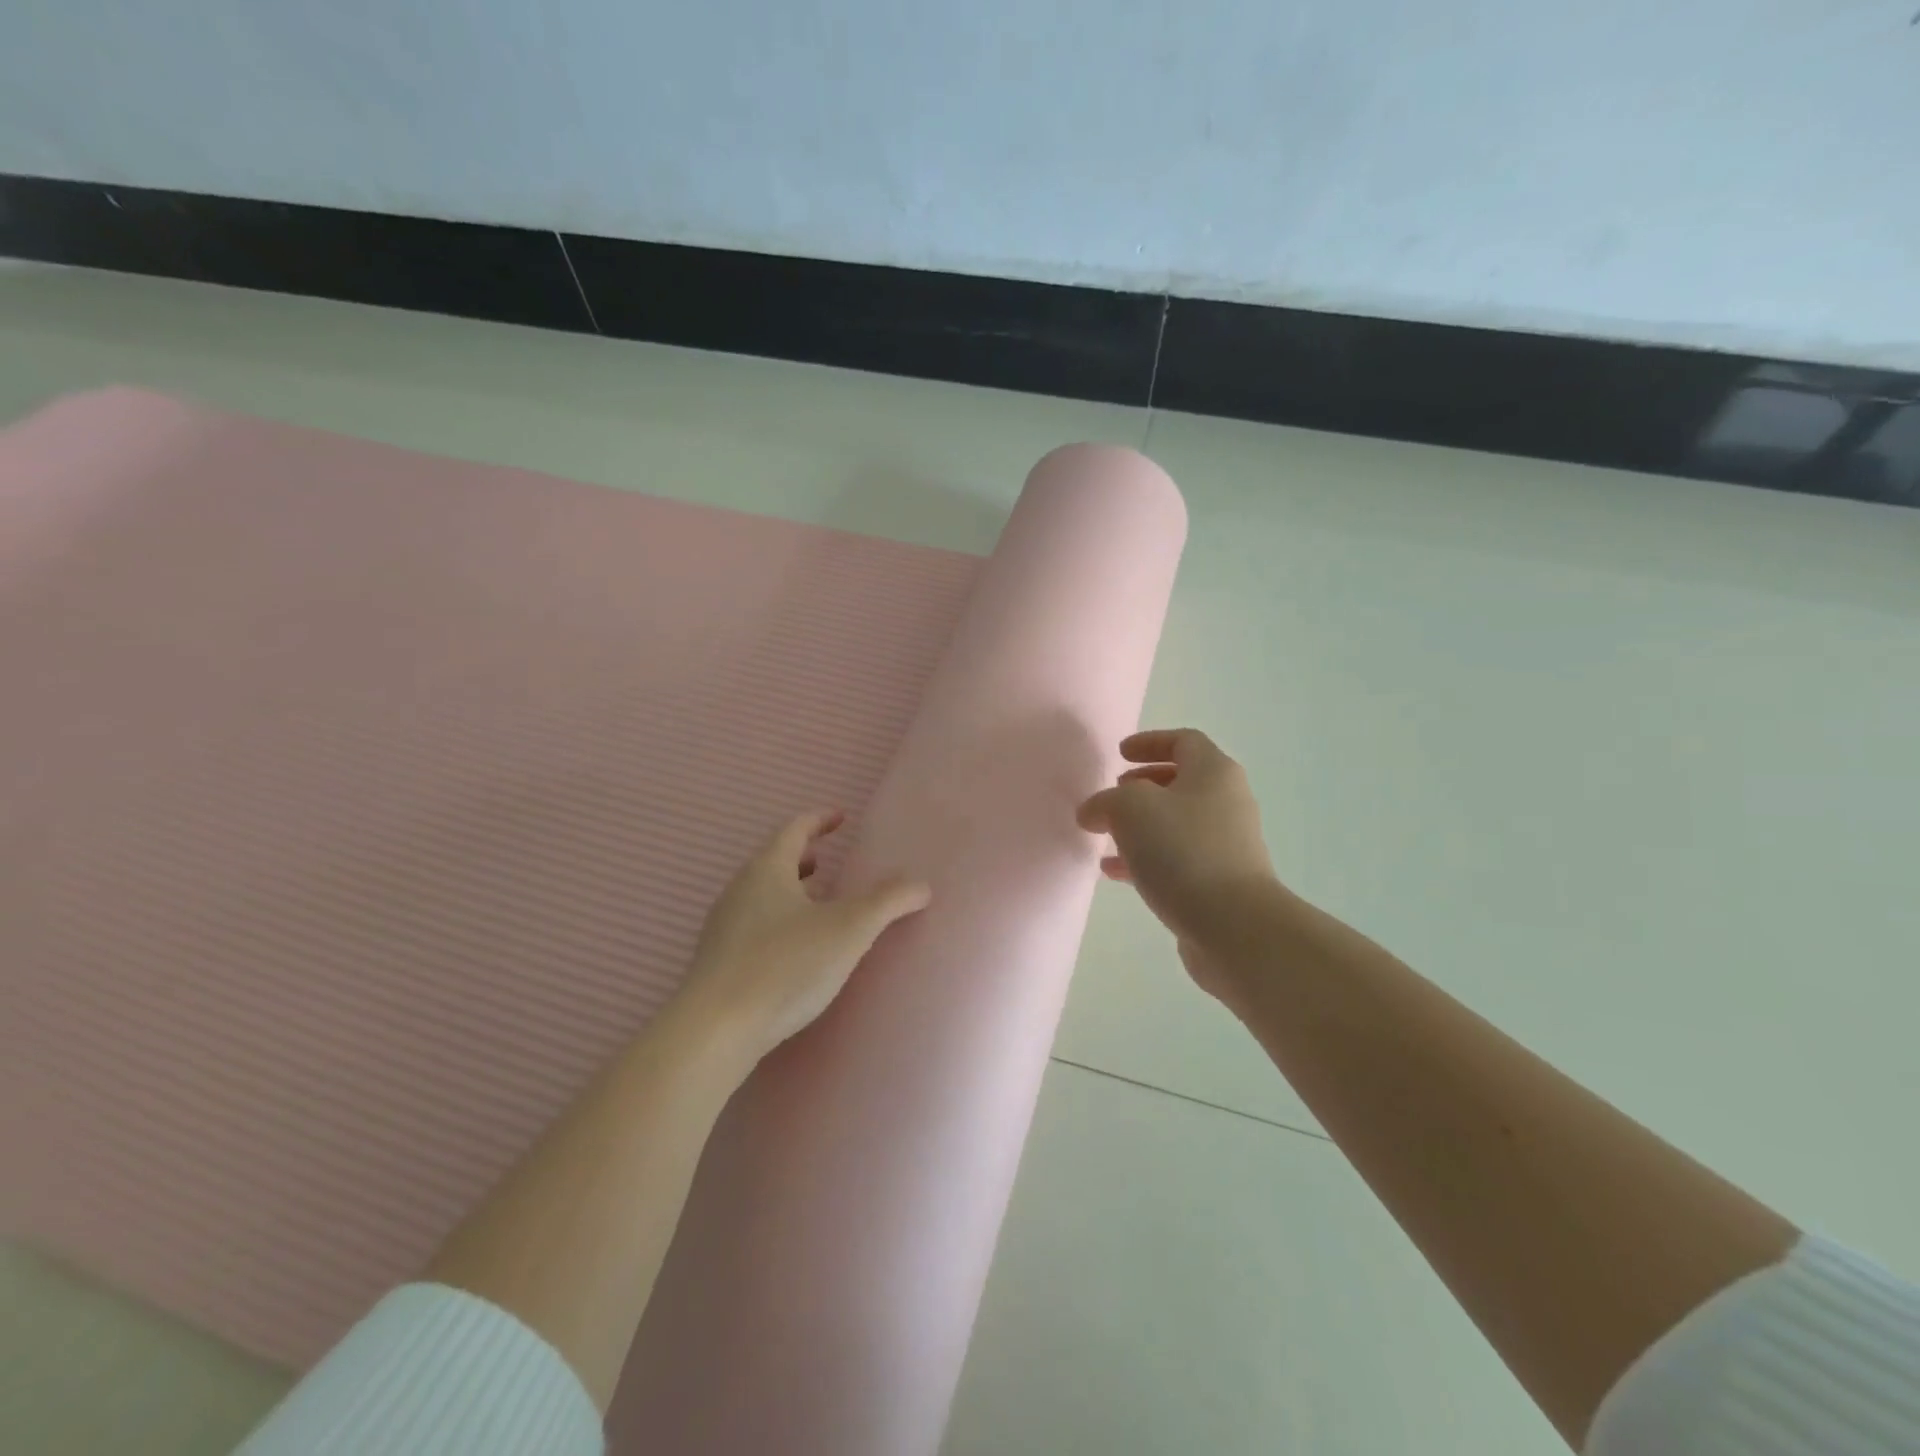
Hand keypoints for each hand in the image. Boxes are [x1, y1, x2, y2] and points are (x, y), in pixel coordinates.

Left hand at [671, 810, 931, 1063]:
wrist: (715, 1030)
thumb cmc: (785, 965)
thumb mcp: (848, 929)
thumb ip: (888, 902)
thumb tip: (921, 884)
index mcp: (767, 869)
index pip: (794, 829)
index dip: (819, 819)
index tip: (840, 816)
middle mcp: (740, 889)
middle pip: (773, 860)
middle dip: (802, 856)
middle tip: (827, 858)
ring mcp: (724, 926)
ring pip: (761, 893)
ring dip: (789, 889)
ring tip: (815, 901)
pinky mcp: (717, 960)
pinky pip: (753, 923)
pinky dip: (777, 918)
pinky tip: (794, 947)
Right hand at [1077, 729, 1277, 998]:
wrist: (1234, 925)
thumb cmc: (1183, 850)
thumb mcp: (1130, 809)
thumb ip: (1105, 801)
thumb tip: (1093, 812)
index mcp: (1214, 772)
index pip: (1184, 741)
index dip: (1150, 742)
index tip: (1119, 754)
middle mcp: (1227, 802)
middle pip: (1182, 782)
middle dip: (1143, 785)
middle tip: (1113, 794)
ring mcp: (1227, 844)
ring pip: (1176, 823)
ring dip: (1140, 825)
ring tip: (1106, 836)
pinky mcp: (1220, 882)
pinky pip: (1178, 858)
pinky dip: (1146, 858)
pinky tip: (1115, 873)